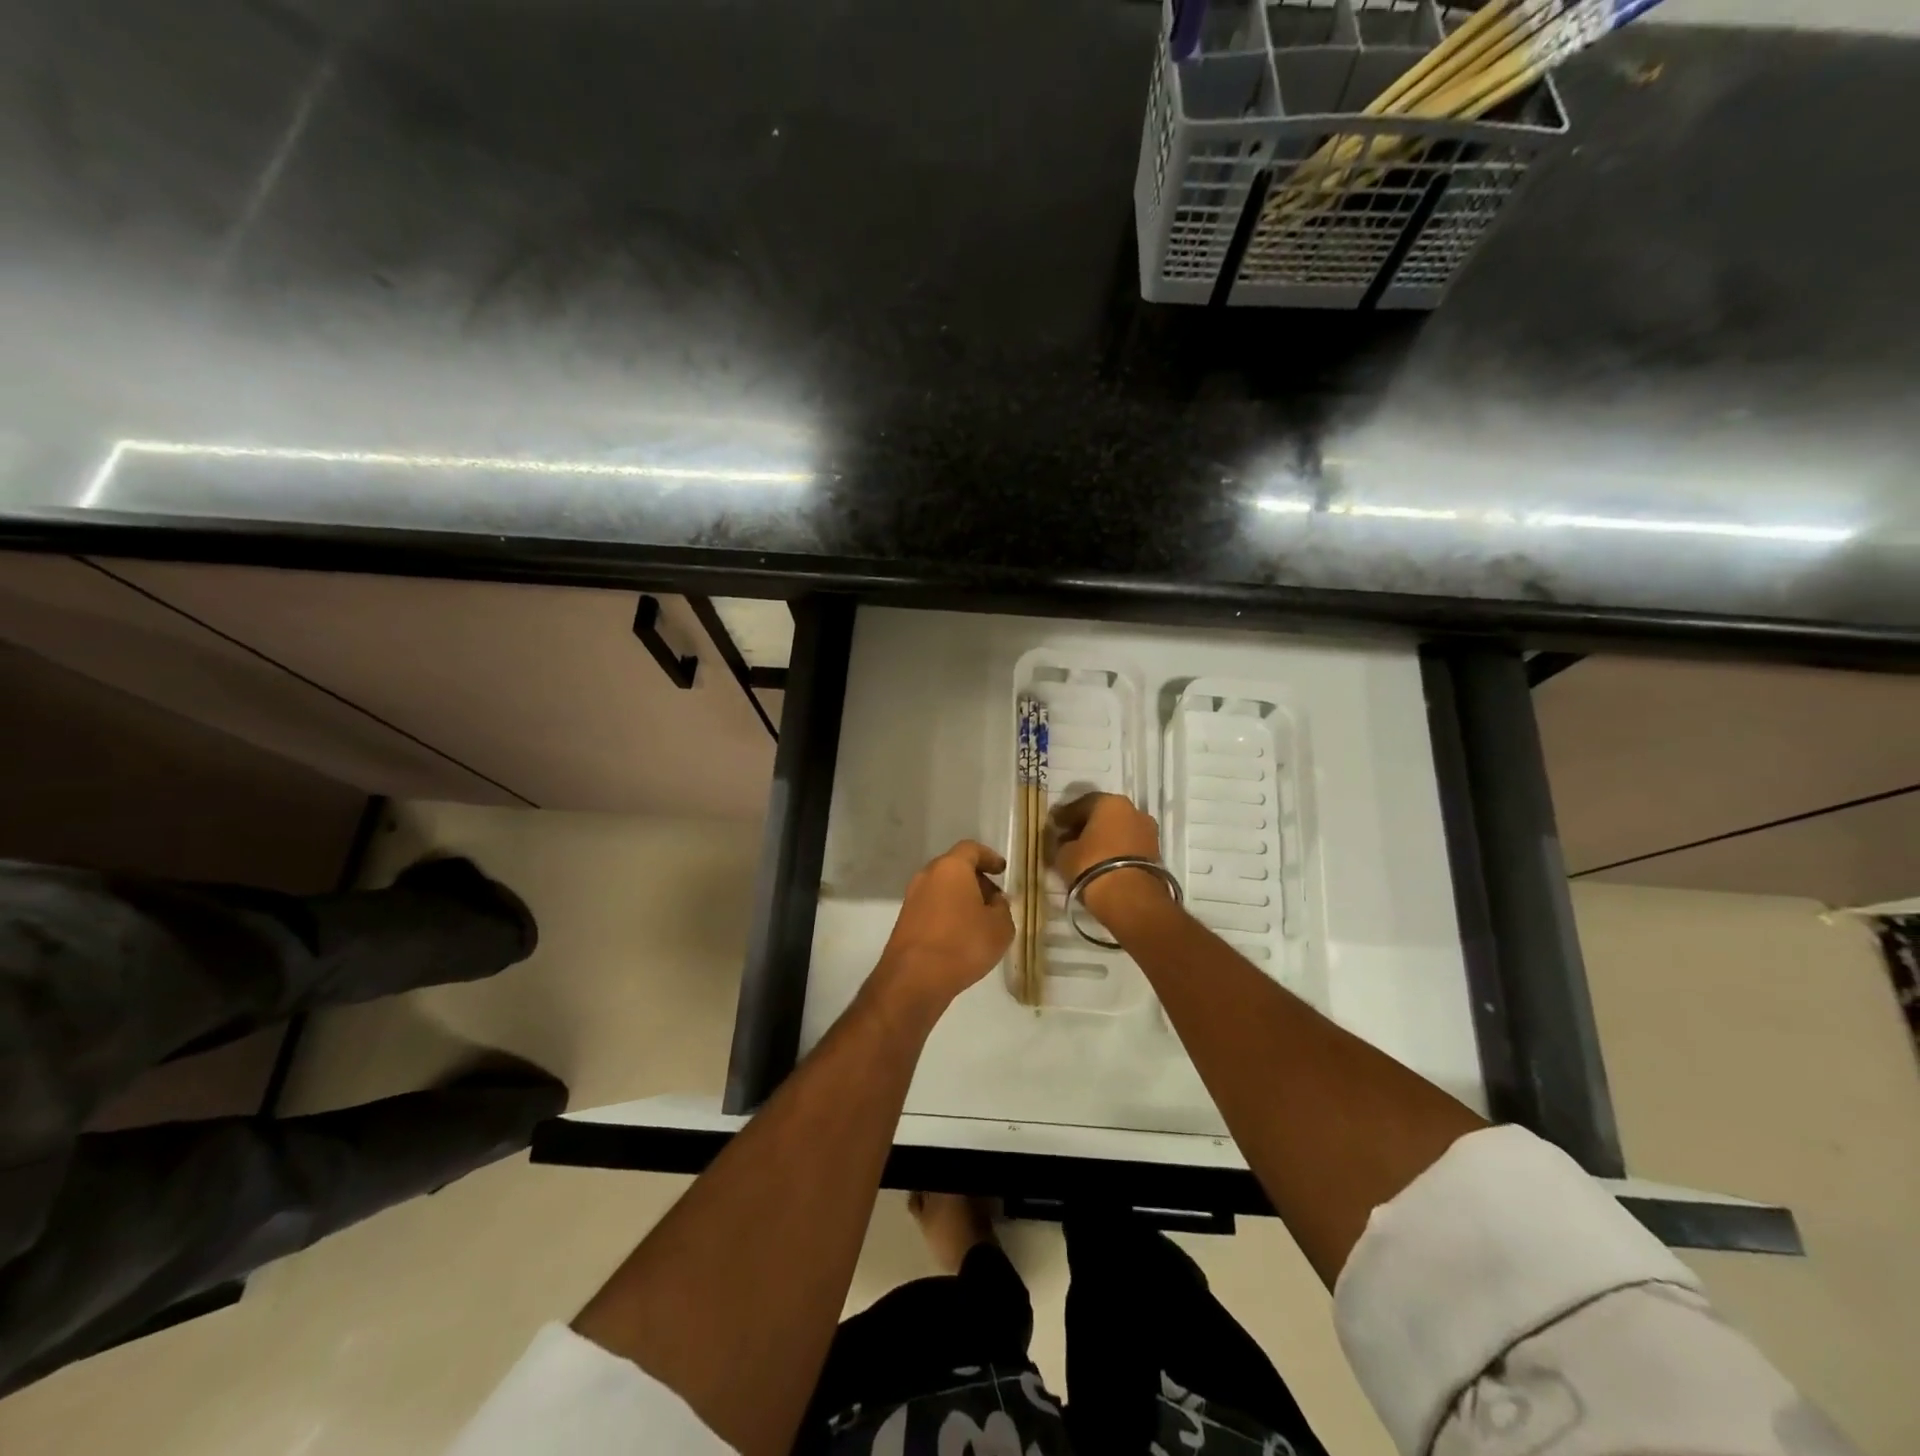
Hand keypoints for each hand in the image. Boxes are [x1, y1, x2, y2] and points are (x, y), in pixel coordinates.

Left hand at [871, 841, 1014, 1022]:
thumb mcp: (1000, 927)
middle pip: (955, 868)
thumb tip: (994, 901)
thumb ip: (1002, 908)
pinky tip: (961, 935)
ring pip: (942, 888)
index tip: (1002, 870)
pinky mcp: (905, 920)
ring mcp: (912, 898)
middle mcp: (927, 876)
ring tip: (980, 921)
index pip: (971, 849)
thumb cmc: (963, 944)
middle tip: (994, 900)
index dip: (989, 857)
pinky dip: (948, 913)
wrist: (914, 978)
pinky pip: (932, 907)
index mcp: (951, 868)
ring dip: (961, 898)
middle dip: (976, 880)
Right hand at [1047, 793, 1173, 926]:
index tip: (1054, 825)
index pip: (1081, 804)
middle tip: (1068, 839)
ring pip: (1117, 831)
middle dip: (1085, 826)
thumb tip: (1062, 841)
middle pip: (1103, 815)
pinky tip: (1101, 863)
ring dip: (1102, 839)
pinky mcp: (1155, 853)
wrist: (1131, 898)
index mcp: (1109, 802)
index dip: (1064, 816)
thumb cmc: (1092, 865)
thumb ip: (1060, 843)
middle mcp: (1133, 810)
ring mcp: (1147, 832)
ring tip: (1084, 854)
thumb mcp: (1064, 854)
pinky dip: (1114, 851)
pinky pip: (1128, 846)